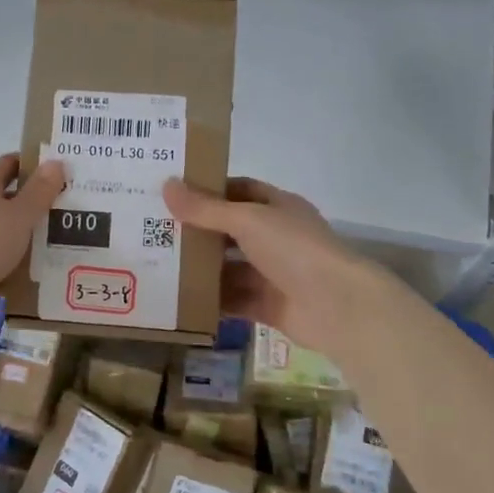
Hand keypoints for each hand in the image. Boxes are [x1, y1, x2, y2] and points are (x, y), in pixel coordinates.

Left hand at [0, 154, 66, 317]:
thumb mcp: (19, 215)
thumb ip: (40, 191)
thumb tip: (56, 162)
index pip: (10, 163)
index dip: (35, 166)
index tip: (62, 175)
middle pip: (6, 195)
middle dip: (35, 203)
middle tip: (68, 210)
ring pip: (1, 226)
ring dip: (25, 233)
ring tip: (59, 242)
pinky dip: (12, 257)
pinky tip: (34, 269)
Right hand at [162, 176, 384, 358]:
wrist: (338, 306)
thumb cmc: (295, 249)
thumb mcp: (247, 220)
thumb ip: (205, 209)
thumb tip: (166, 186)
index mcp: (278, 208)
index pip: (239, 191)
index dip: (209, 190)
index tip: (173, 193)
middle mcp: (276, 238)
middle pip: (230, 232)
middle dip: (197, 232)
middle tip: (155, 231)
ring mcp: (273, 274)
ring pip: (229, 268)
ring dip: (200, 269)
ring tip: (158, 266)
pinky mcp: (269, 306)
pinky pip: (233, 301)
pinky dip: (211, 302)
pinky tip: (179, 300)